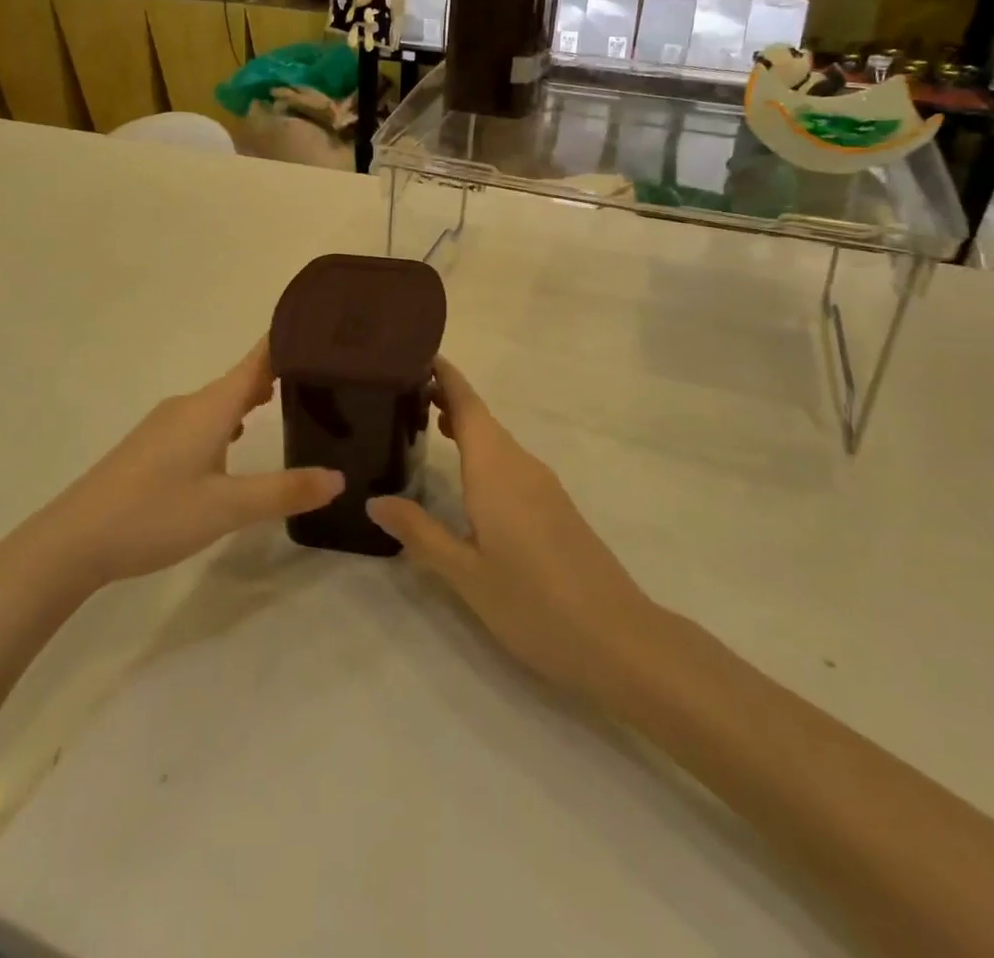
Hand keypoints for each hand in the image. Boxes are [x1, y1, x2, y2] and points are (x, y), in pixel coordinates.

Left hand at [23, 340, 343, 597]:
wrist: (72, 540)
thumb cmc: (154, 514)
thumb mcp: (227, 509)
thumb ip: (284, 492)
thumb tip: (338, 478)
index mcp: (210, 407)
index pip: (258, 360)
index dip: (289, 342)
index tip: (325, 331)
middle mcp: (189, 404)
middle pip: (241, 377)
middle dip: (280, 372)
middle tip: (324, 376)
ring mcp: (166, 423)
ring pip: (221, 400)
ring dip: (252, 397)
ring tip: (289, 404)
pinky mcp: (152, 444)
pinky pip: (203, 418)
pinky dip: (229, 419)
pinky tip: (236, 441)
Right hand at [368, 359, 655, 707]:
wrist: (619, 640)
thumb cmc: (534, 604)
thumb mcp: (465, 574)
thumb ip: (419, 532)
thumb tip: (374, 500)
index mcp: (496, 470)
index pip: (467, 404)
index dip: (444, 375)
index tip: (413, 353)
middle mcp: (521, 466)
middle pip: (481, 417)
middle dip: (446, 397)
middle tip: (401, 392)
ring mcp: (543, 486)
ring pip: (497, 441)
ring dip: (464, 426)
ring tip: (425, 423)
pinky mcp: (555, 507)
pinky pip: (510, 462)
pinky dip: (482, 452)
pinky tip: (465, 476)